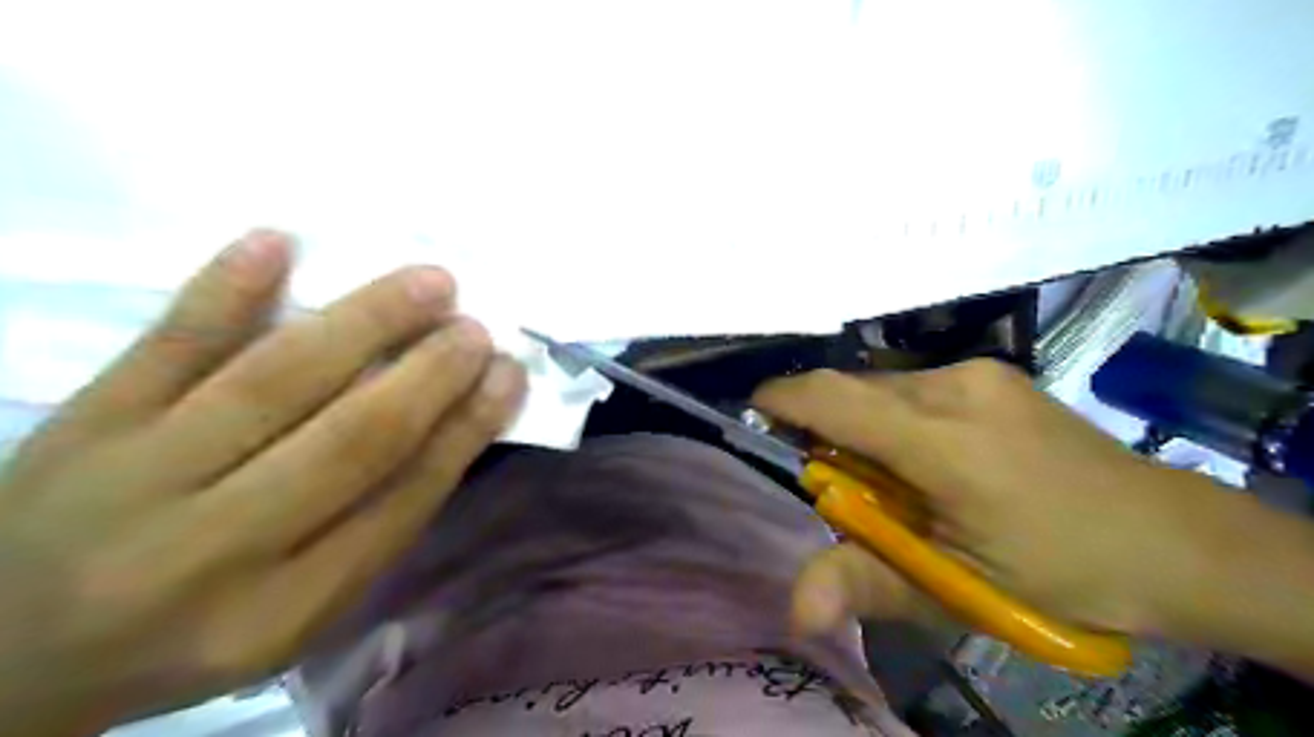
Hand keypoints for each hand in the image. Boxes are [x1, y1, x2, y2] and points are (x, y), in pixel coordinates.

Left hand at [1, 229, 527, 735]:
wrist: (8, 655)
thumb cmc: (191, 630)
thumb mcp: (296, 616)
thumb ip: (374, 529)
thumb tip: (454, 428)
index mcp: (283, 609)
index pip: (403, 501)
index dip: (466, 430)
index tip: (508, 376)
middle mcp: (216, 547)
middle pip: (351, 442)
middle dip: (429, 376)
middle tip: (476, 328)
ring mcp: (138, 476)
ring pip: (274, 381)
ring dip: (363, 323)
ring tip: (430, 283)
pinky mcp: (83, 423)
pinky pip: (163, 346)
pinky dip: (222, 292)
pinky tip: (277, 243)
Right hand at [750, 360, 1233, 638]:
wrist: (1171, 539)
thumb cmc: (1061, 573)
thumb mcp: (957, 590)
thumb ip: (868, 583)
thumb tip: (793, 607)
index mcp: (944, 443)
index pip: (835, 399)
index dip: (783, 400)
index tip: (753, 415)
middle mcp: (954, 388)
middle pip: (853, 392)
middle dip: (826, 428)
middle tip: (843, 486)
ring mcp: (977, 373)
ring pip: (882, 387)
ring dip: (864, 424)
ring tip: (895, 480)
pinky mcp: (991, 373)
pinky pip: (913, 387)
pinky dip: (895, 417)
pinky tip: (929, 459)